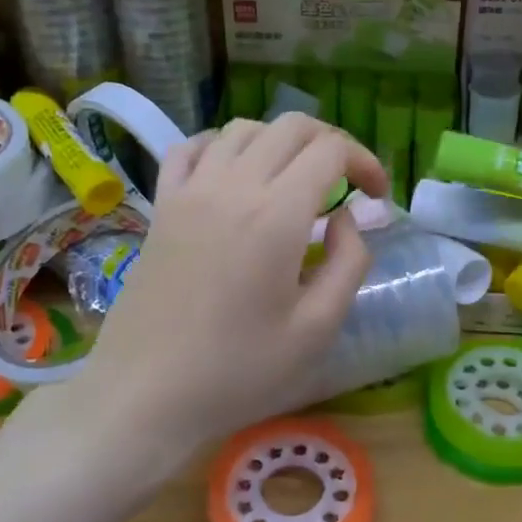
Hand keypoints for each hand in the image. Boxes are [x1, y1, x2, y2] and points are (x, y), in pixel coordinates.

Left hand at [80, 113, 388, 453]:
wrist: (144, 394)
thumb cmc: (238, 371)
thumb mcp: (317, 330)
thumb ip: (348, 263)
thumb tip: (345, 218)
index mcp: (277, 215)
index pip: (330, 151)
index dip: (364, 162)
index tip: (377, 197)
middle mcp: (233, 186)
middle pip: (291, 128)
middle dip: (330, 143)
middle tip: (346, 183)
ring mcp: (190, 191)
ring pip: (242, 130)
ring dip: (281, 142)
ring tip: (295, 180)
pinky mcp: (162, 206)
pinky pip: (191, 148)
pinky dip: (222, 145)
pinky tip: (233, 172)